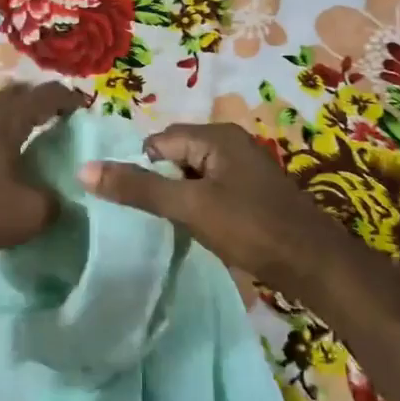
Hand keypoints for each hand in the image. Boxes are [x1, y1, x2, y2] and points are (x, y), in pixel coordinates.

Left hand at [0, 80, 84, 258]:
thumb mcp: (31, 214)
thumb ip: (53, 202)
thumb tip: (61, 199)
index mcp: (6, 122)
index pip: (43, 97)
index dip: (65, 98)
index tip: (80, 105)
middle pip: (10, 94)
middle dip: (32, 99)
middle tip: (48, 114)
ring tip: (8, 126)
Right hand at [78, 122, 346, 294]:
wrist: (314, 264)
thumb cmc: (250, 228)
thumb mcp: (189, 206)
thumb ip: (138, 187)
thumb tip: (85, 169)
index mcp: (216, 136)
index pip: (158, 142)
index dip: (144, 171)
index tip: (140, 205)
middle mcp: (230, 143)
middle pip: (175, 156)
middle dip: (161, 184)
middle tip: (157, 217)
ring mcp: (243, 168)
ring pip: (192, 176)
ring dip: (179, 198)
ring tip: (175, 226)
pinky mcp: (251, 192)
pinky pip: (210, 190)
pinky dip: (199, 207)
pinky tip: (199, 230)